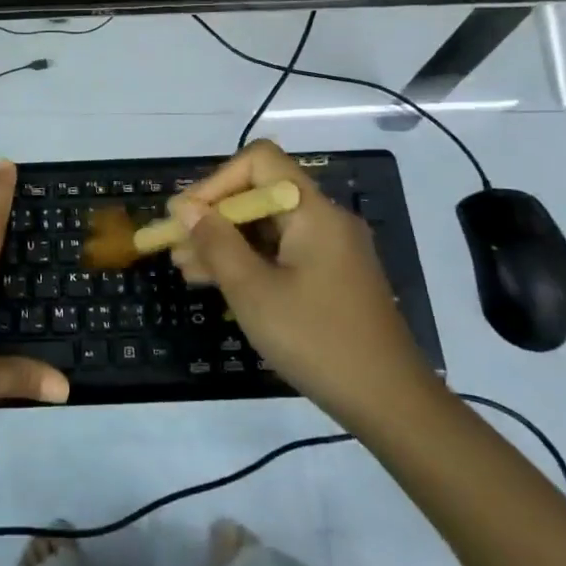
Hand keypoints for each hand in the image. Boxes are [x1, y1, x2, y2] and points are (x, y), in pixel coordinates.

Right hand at [170, 139, 436, 426]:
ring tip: (185, 268)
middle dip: (214, 216)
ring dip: (225, 241)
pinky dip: (248, 260)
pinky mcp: (330, 276)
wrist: (390, 403)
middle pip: (260, 194)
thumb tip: (185, 208)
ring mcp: (330, 249)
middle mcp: (325, 220)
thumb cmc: (316, 339)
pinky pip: (281, 252)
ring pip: (267, 226)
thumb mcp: (253, 291)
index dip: (217, 181)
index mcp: (313, 212)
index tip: (186, 216)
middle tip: (175, 245)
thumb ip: (216, 243)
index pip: (259, 162)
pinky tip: (215, 281)